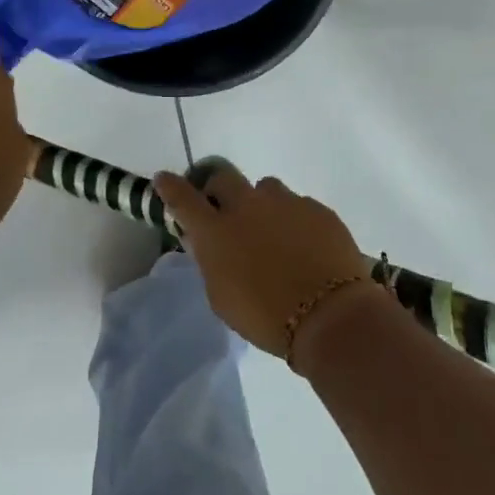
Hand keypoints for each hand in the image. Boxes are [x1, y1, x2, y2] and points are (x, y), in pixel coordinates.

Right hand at [152, 164, 379, 361]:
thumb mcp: (222, 297)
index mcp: (217, 231)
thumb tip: (204, 241)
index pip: (183, 198)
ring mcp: (286, 202)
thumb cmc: (266, 317)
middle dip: (220, 190)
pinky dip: (295, 221)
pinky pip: (298, 205)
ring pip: (266, 188)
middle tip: (226, 212)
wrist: (330, 315)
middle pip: (224, 177)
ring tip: (274, 235)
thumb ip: (211, 261)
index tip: (164, 179)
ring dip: (262, 205)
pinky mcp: (317, 208)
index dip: (171, 186)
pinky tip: (306, 248)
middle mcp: (248, 205)